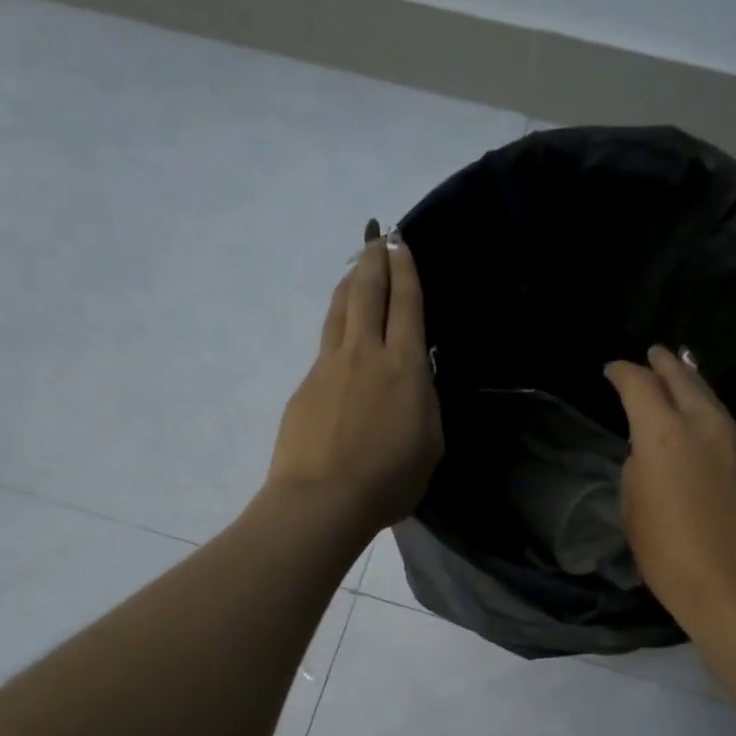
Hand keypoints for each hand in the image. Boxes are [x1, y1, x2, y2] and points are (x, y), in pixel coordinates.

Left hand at [266, 221, 443, 539]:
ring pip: (339, 310)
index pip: (406, 304)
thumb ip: (424, 403)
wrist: (323, 499)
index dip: (405, 271)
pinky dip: (335, 326)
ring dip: (349, 282)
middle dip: (374, 259)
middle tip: (377, 236)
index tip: (401, 244)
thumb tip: (415, 379)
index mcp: (404, 366)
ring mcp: (329, 366)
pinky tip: (339, 333)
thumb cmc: (389, 479)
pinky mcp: (305, 385)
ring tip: (355, 267)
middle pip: (366, 292)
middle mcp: (365, 353)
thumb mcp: (430, 443)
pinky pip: (324, 344)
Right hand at [605, 346, 735, 627]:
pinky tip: (704, 424)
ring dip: (692, 384)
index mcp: (663, 434)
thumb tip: (648, 453)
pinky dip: (710, 415)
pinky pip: (728, 425)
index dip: (622, 372)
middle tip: (654, 353)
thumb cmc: (671, 556)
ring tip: (681, 375)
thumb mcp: (634, 511)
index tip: (612, 369)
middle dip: (664, 363)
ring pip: (711, 398)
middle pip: (683, 377)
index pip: (639, 385)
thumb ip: (638, 470)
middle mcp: (704, 425)